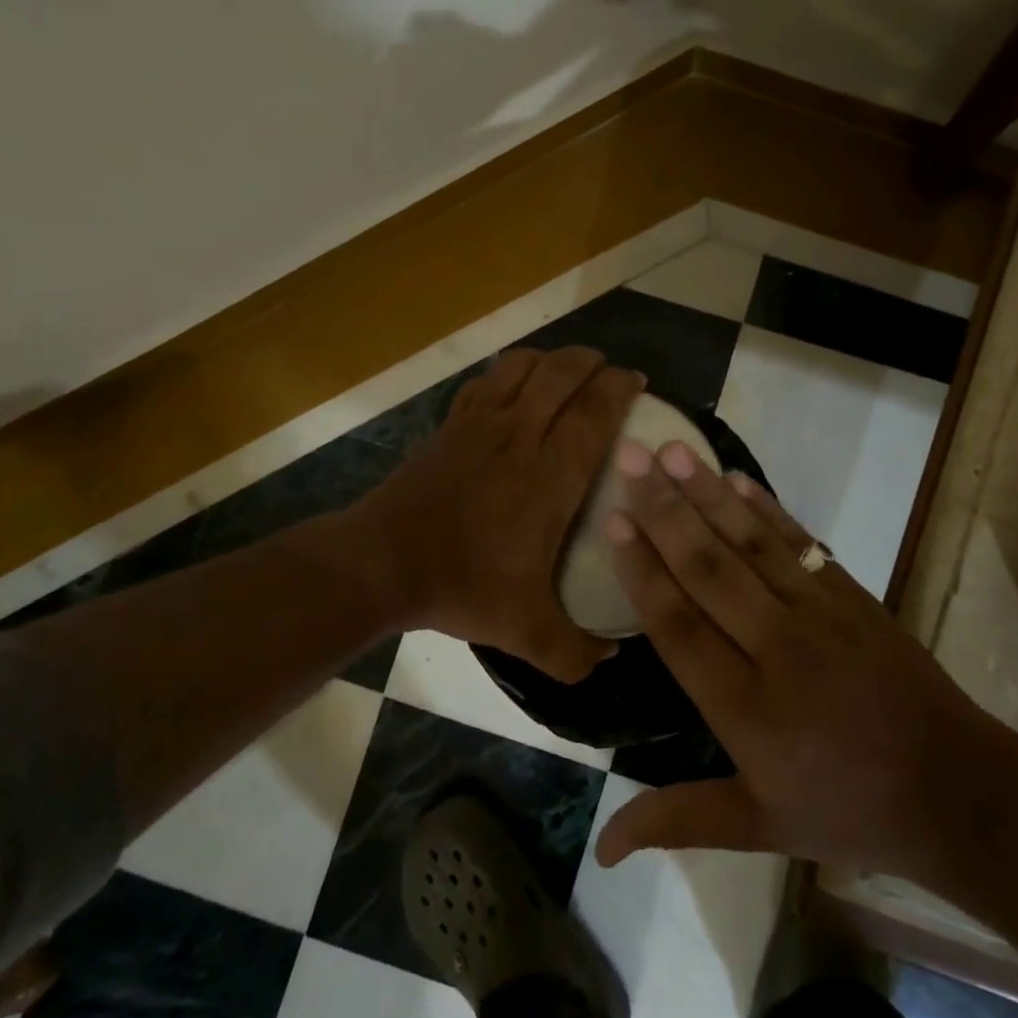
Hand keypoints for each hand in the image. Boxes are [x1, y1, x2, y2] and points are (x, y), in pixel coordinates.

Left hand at [354, 347, 642, 682]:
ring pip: (522, 366)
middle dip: (592, 362)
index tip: (637, 383)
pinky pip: (486, 380)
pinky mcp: (450, 425)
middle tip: (609, 373)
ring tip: (567, 372)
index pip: (595, 411)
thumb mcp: (526, 632)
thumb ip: (575, 652)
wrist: (380, 564)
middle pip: (562, 373)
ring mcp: (479, 424)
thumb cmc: (461, 586)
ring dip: (552, 359)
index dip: (620, 388)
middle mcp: (519, 435)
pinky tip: (515, 389)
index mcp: (550, 474)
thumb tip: (610, 658)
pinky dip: (510, 372)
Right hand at [593, 439, 1009, 883]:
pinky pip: (801, 544)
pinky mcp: (854, 597)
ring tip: (675, 450)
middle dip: (665, 510)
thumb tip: (600, 848)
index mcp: (746, 709)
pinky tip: (737, 478)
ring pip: (752, 546)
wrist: (956, 791)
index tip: (614, 520)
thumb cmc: (845, 810)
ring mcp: (821, 616)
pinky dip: (767, 509)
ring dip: (710, 494)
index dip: (644, 571)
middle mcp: (777, 650)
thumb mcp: (758, 826)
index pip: (680, 626)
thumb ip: (677, 819)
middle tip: (631, 456)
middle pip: (709, 570)